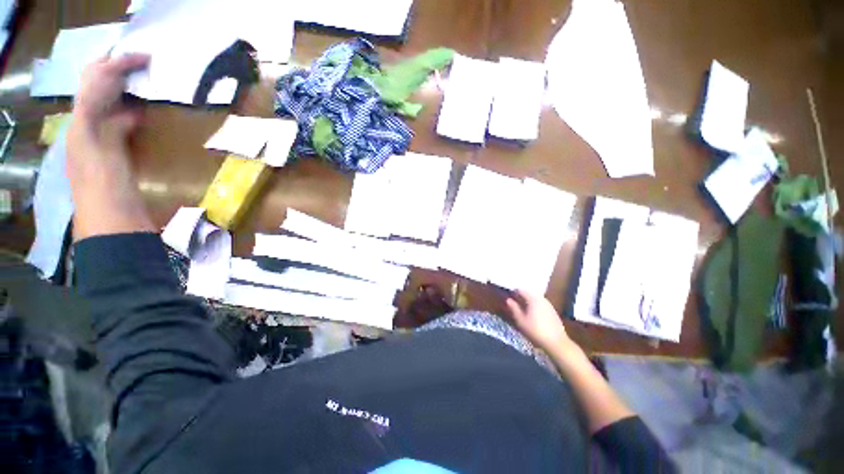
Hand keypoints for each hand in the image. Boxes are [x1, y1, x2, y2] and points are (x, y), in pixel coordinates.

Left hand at [67, 54, 155, 239]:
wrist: (113, 233)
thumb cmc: (109, 200)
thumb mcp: (104, 160)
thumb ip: (109, 130)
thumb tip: (130, 108)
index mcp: (84, 130)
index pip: (96, 85)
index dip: (116, 66)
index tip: (144, 57)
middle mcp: (86, 132)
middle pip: (96, 91)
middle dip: (116, 72)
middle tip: (143, 63)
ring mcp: (99, 145)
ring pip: (106, 105)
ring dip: (123, 89)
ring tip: (144, 80)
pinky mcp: (112, 158)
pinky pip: (116, 125)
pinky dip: (129, 113)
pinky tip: (142, 114)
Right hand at [506, 289, 573, 352]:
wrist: (556, 343)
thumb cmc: (535, 331)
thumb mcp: (521, 320)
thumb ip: (514, 308)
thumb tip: (508, 300)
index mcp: (533, 299)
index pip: (521, 290)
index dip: (514, 292)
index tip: (509, 297)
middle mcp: (542, 299)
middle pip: (529, 293)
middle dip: (521, 297)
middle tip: (514, 303)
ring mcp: (549, 305)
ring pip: (536, 299)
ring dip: (528, 302)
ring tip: (522, 309)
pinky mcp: (553, 312)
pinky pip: (541, 304)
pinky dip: (535, 306)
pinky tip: (533, 315)